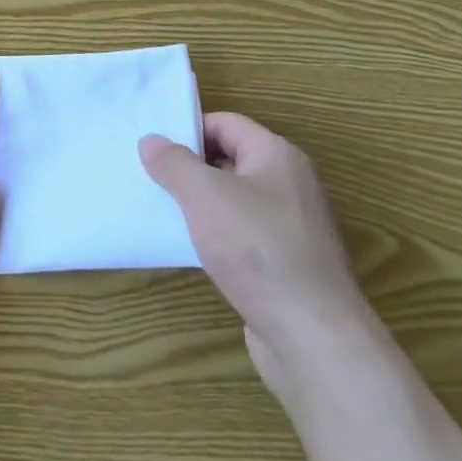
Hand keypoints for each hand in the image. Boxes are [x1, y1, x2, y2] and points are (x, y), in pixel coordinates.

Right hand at [140, 113, 372, 399]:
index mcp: (277, 156)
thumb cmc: (257, 250)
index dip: (188, 130)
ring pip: (234, 200)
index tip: (152, 148)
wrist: (313, 337)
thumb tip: (151, 141)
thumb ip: (174, 163)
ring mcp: (292, 227)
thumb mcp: (204, 195)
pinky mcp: (288, 264)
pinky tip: (190, 249)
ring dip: (200, 205)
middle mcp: (290, 184)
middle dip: (189, 167)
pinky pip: (243, 235)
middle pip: (230, 159)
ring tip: (161, 211)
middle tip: (149, 177)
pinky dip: (216, 236)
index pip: (225, 123)